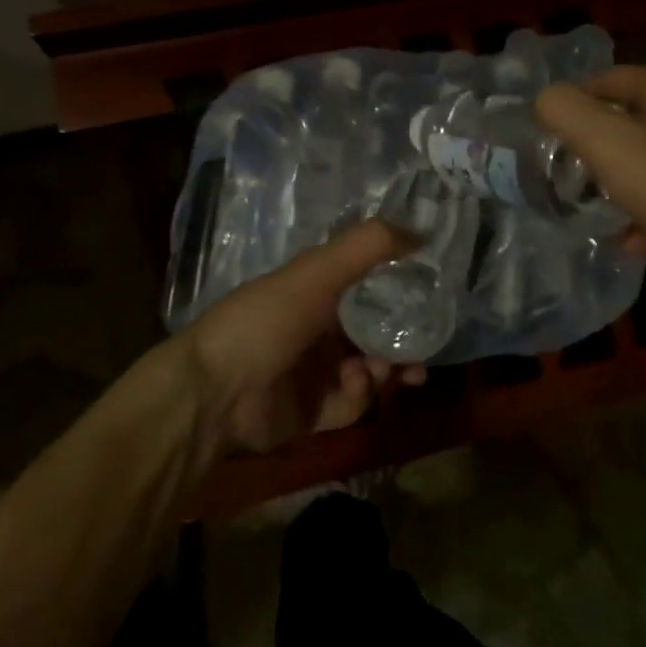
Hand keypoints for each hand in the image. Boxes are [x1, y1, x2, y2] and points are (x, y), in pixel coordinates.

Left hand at [175, 220, 425, 454]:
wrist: (215, 393)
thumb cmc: (267, 320)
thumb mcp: (317, 271)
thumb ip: (368, 246)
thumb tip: (421, 234)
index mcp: (315, 291)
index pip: (368, 284)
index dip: (399, 288)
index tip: (430, 294)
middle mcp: (318, 328)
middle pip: (375, 330)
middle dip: (403, 337)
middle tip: (425, 345)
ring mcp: (315, 372)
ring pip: (371, 369)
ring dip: (390, 367)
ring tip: (400, 370)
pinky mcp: (313, 412)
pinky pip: (351, 404)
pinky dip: (359, 395)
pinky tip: (355, 385)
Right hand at [536, 65, 645, 291]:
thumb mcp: (608, 145)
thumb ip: (567, 113)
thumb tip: (546, 99)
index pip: (608, 79)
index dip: (573, 103)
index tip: (549, 136)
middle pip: (634, 121)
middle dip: (598, 148)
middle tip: (572, 175)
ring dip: (624, 184)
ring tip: (601, 213)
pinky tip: (639, 240)